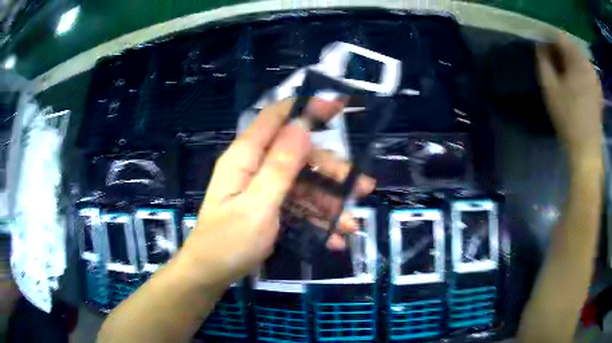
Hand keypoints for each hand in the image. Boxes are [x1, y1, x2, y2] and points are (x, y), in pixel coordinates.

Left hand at [180, 98, 374, 285]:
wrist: (212, 274)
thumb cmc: (229, 242)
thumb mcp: (257, 205)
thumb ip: (280, 165)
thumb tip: (302, 123)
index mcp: (246, 156)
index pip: (277, 117)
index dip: (307, 107)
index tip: (339, 105)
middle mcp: (255, 166)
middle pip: (300, 155)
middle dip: (332, 170)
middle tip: (363, 187)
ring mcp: (263, 188)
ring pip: (304, 184)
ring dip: (330, 203)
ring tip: (351, 225)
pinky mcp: (268, 207)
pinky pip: (297, 206)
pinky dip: (316, 220)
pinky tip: (333, 239)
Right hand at [536, 33, 602, 158]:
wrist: (586, 150)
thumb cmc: (568, 119)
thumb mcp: (550, 88)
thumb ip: (543, 61)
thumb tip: (540, 46)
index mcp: (577, 60)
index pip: (559, 37)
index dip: (548, 42)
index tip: (544, 54)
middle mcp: (588, 64)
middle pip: (570, 47)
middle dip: (560, 53)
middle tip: (554, 68)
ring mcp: (595, 77)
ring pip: (578, 59)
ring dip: (570, 63)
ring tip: (565, 79)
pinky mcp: (598, 89)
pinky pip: (586, 71)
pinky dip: (579, 73)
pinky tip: (576, 86)